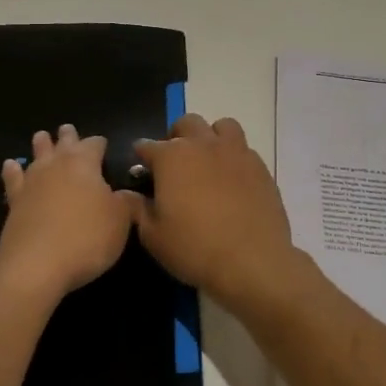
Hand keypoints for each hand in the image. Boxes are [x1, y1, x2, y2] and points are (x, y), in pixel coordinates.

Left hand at [0, 125, 132, 303]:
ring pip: (36, 155)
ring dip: (41, 145)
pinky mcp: (13, 202)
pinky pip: (12, 178)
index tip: (104, 144)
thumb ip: (127, 202)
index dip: (100, 143)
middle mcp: (56, 165)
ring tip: (42, 137)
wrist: (35, 266)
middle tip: (68, 129)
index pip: (94, 144)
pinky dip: (12, 170)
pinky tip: (10, 165)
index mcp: (85, 164)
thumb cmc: (86, 239)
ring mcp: (31, 182)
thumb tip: (129, 193)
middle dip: (68, 136)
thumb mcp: (120, 222)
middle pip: (63, 143)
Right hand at [126, 114, 302, 312]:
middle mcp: (203, 145)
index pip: (147, 146)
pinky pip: (244, 149)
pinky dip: (233, 156)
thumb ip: (137, 209)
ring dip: (210, 137)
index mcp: (172, 157)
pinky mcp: (260, 166)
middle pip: (186, 124)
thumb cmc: (194, 248)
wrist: (253, 261)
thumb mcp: (154, 236)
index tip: (141, 172)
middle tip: (174, 163)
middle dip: (176, 137)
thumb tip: (125, 193)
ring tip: (208, 161)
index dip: (141, 157)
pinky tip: (232, 180)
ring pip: (221, 126)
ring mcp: (236, 152)